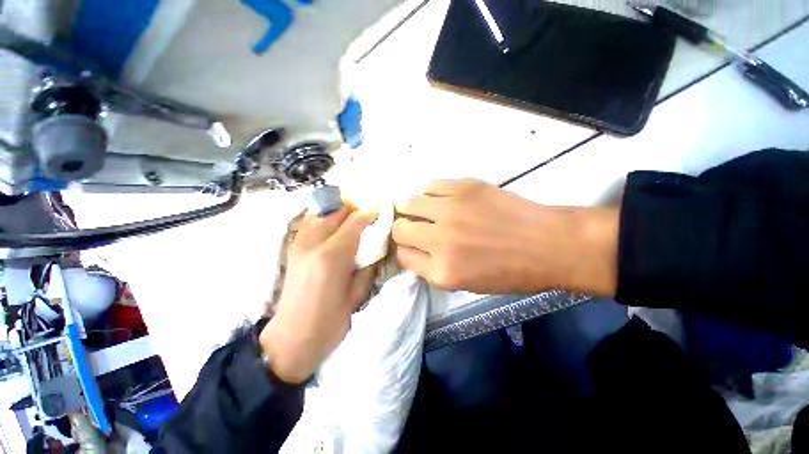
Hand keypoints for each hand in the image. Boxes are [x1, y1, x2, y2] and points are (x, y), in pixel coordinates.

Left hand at [260, 206, 377, 383]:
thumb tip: (377, 244)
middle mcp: (312, 243)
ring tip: (354, 219)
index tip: (380, 210)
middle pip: (338, 212)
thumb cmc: (331, 322)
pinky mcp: (292, 247)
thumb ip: (369, 264)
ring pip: (323, 213)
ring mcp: (298, 243)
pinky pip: (311, 222)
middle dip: (356, 209)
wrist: (291, 338)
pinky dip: (325, 218)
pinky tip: (335, 227)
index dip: (369, 213)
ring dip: (341, 212)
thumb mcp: (358, 293)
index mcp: (332, 257)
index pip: (354, 222)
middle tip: (369, 214)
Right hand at [392, 179, 617, 295]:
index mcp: (442, 271)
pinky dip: (431, 193)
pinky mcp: (464, 187)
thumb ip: (432, 267)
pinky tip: (442, 198)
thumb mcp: (465, 284)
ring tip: (426, 210)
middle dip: (404, 229)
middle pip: (400, 228)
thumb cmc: (509, 272)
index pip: (402, 256)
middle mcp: (440, 240)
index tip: (413, 245)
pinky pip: (430, 185)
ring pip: (409, 202)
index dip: (406, 250)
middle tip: (417, 227)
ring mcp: (451, 210)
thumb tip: (414, 248)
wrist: (547, 244)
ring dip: (413, 208)